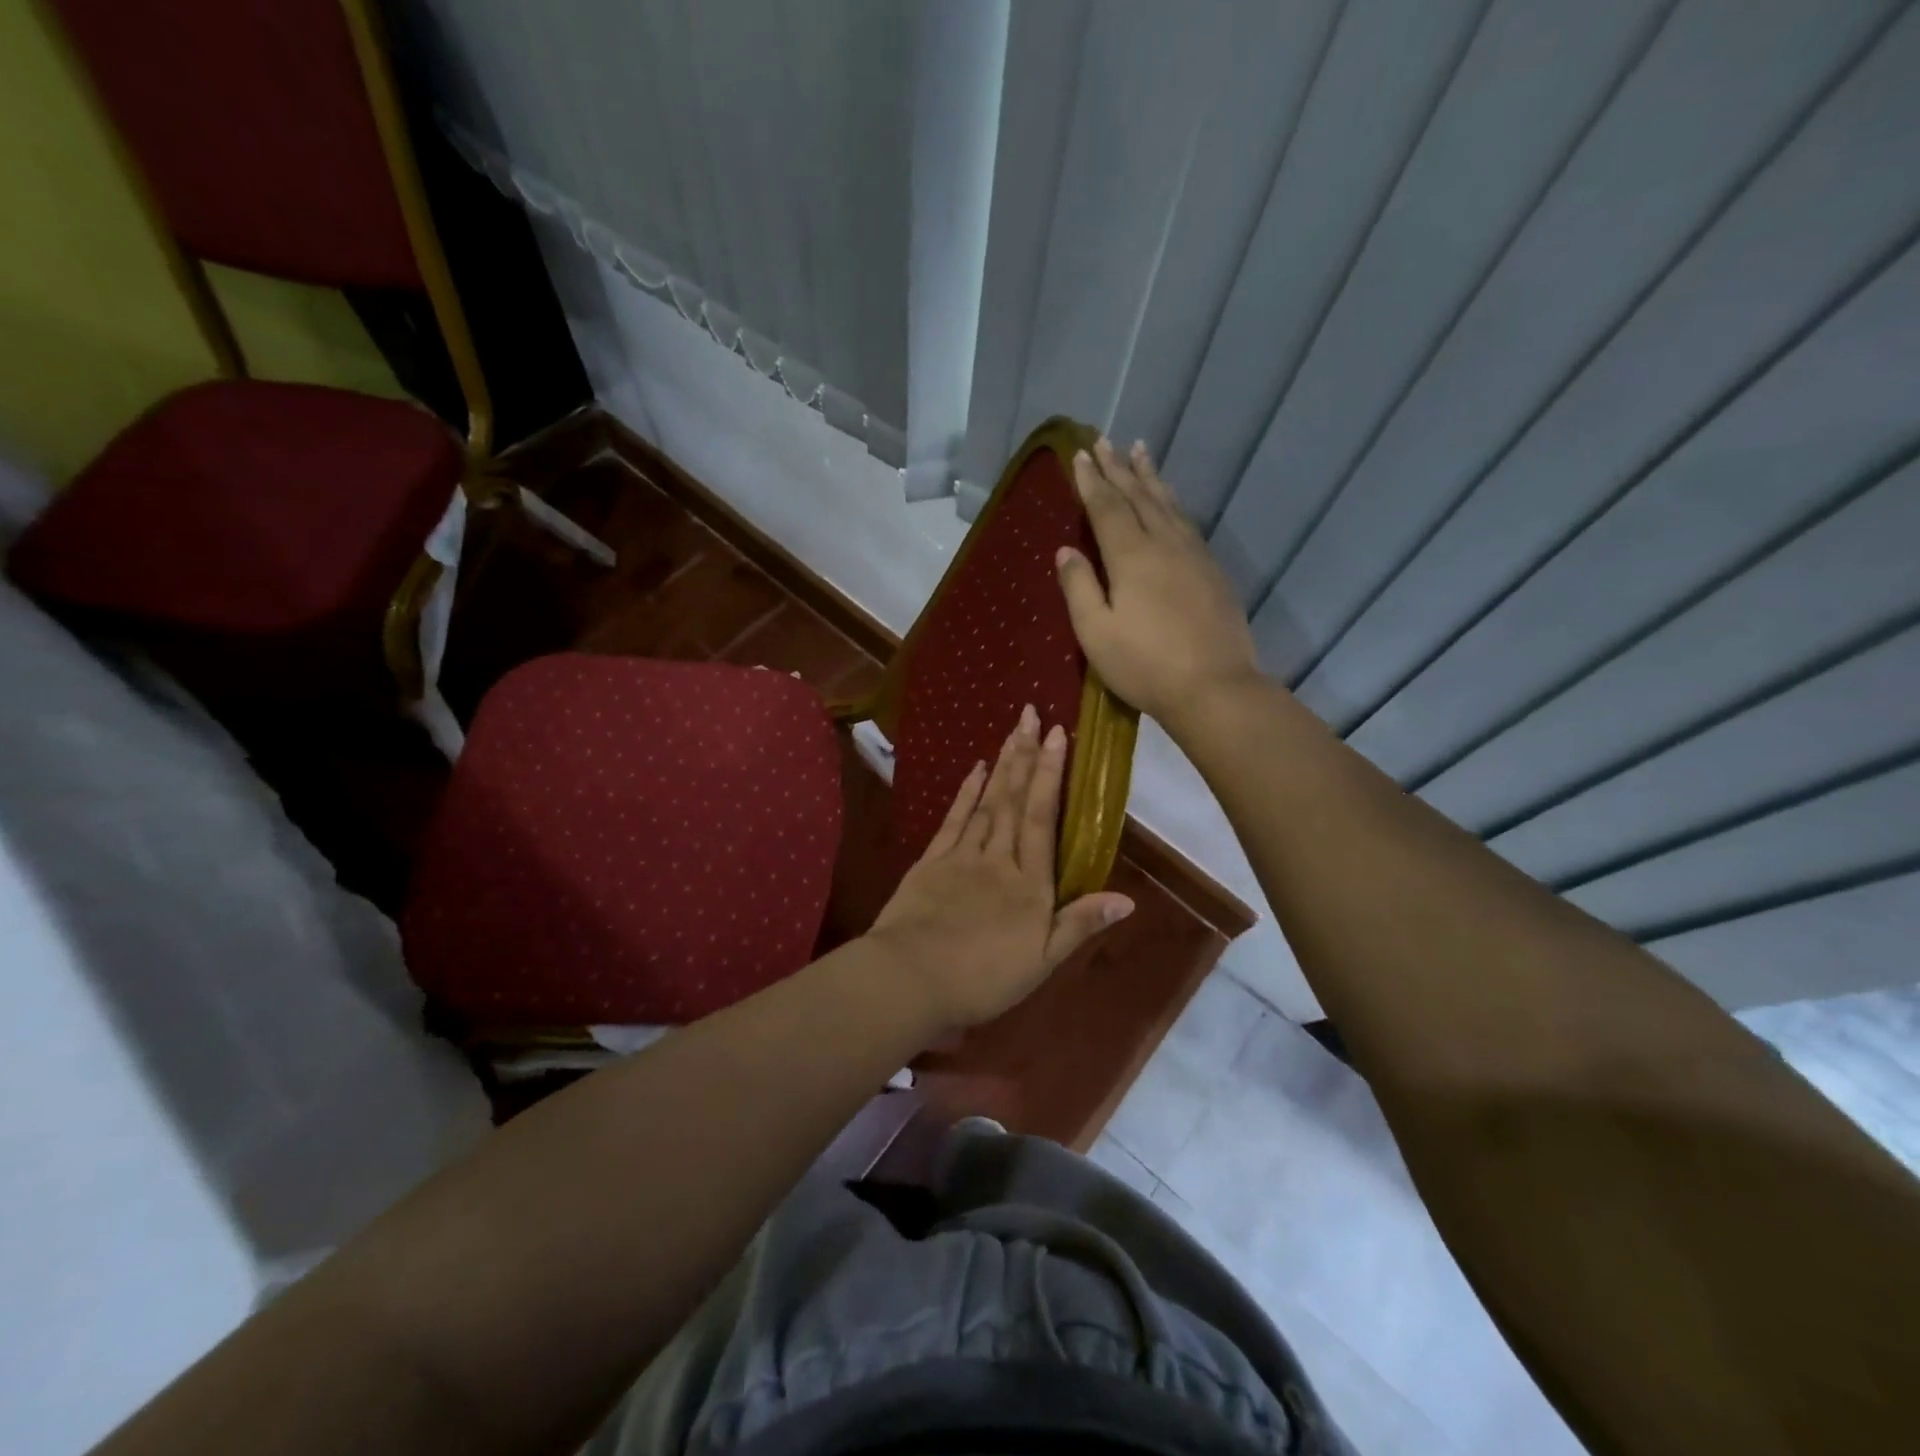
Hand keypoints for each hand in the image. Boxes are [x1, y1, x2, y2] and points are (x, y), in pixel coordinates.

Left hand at [867, 704, 1133, 1030]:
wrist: (910, 978)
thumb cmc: (982, 978)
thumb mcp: (1041, 961)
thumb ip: (1080, 924)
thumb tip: (1127, 898)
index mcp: (1029, 883)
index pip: (1042, 818)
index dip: (1051, 775)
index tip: (1058, 736)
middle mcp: (999, 858)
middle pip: (1014, 800)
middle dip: (1026, 756)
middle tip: (1032, 714)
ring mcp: (962, 855)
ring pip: (987, 802)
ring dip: (1002, 765)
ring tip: (1013, 731)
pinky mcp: (931, 861)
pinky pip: (954, 819)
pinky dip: (966, 792)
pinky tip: (975, 769)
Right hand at [1056, 438, 1260, 723]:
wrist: (1214, 687)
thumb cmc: (1144, 665)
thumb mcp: (1096, 633)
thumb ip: (1079, 588)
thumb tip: (1066, 551)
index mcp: (1131, 557)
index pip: (1106, 507)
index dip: (1092, 481)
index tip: (1080, 455)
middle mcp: (1165, 544)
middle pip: (1139, 496)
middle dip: (1119, 468)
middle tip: (1105, 441)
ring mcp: (1194, 556)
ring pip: (1169, 504)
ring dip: (1151, 477)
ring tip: (1141, 451)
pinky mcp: (1213, 572)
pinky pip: (1188, 522)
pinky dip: (1173, 502)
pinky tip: (1171, 502)